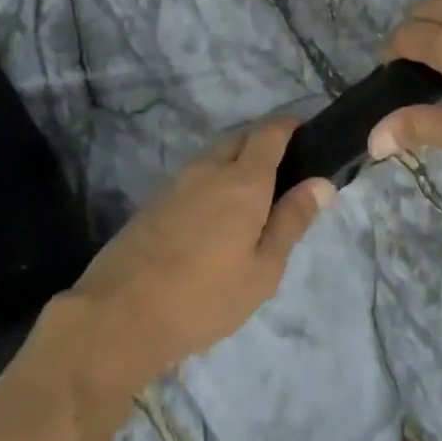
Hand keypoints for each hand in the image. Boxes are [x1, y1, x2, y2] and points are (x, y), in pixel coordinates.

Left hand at [69, 118, 334, 393]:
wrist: (119, 315)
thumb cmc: (204, 298)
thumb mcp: (263, 270)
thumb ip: (292, 221)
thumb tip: (322, 183)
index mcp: (243, 180)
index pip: (269, 132)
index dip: (289, 125)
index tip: (305, 132)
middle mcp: (210, 168)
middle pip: (241, 137)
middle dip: (264, 140)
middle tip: (284, 170)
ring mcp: (178, 181)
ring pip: (215, 154)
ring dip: (236, 159)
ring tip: (252, 195)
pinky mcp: (155, 200)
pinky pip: (195, 174)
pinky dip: (213, 178)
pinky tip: (215, 214)